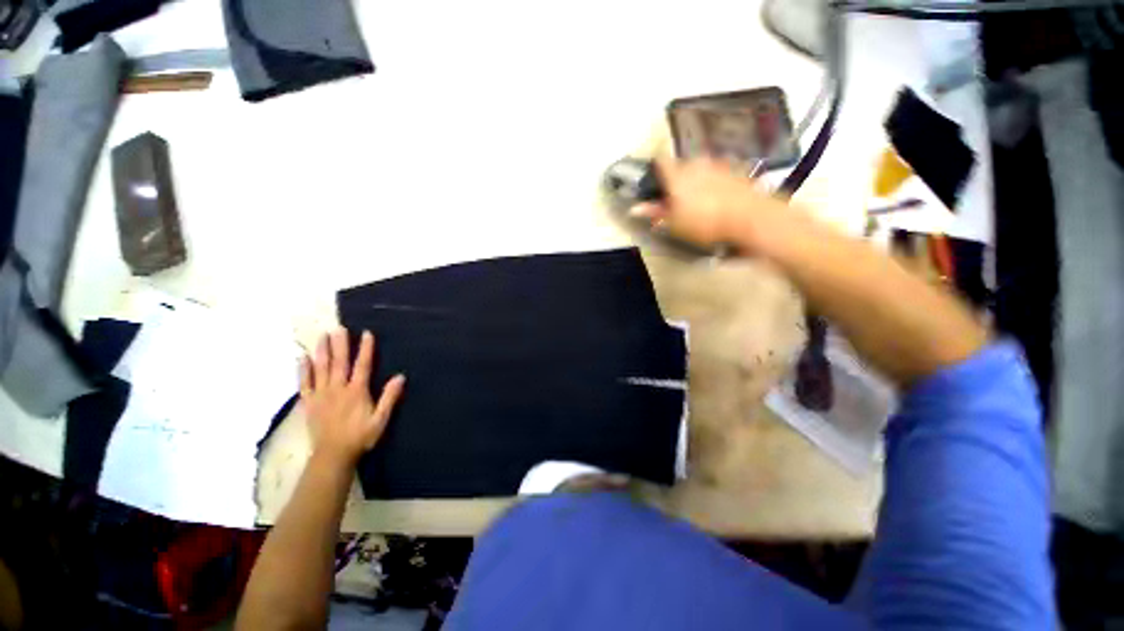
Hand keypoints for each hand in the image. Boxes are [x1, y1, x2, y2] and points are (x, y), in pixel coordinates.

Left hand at [300, 329, 405, 467]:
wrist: (333, 455)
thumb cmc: (360, 436)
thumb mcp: (381, 419)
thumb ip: (389, 397)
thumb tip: (400, 376)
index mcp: (357, 391)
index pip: (362, 365)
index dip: (365, 349)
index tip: (366, 333)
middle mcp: (338, 389)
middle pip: (339, 363)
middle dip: (340, 344)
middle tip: (339, 328)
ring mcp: (321, 395)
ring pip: (321, 369)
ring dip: (322, 352)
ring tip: (322, 336)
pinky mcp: (309, 402)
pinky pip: (304, 383)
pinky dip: (303, 370)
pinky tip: (302, 358)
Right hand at [630, 157, 788, 250]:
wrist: (749, 218)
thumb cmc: (705, 222)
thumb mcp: (674, 223)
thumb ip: (655, 212)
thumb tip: (634, 208)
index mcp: (677, 174)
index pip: (660, 159)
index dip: (655, 165)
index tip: (654, 176)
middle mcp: (696, 162)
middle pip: (681, 164)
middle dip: (677, 176)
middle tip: (676, 196)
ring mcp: (718, 164)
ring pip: (701, 167)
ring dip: (697, 178)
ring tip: (699, 199)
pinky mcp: (736, 169)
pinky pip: (718, 172)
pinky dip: (714, 181)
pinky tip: (718, 197)